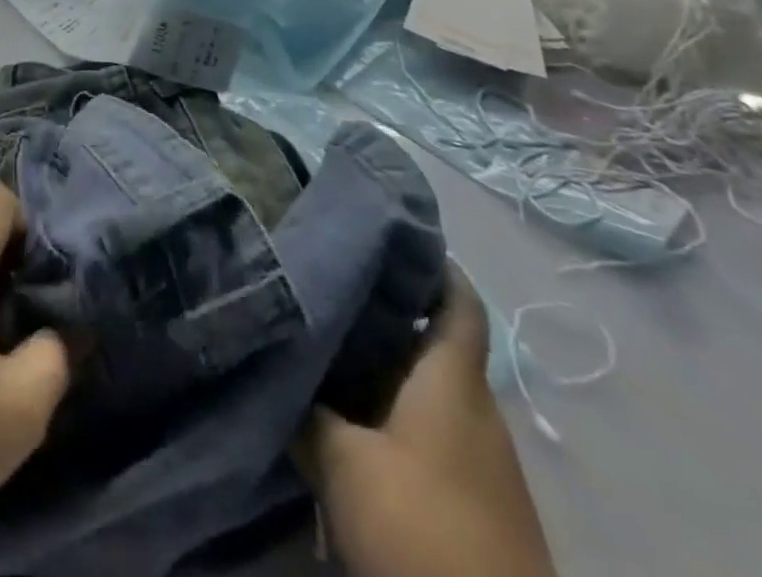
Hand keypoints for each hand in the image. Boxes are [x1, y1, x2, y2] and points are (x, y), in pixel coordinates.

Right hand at [301, 269, 555, 576]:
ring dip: (383, 368)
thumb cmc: (421, 527)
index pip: (458, 300)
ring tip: (326, 346)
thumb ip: (311, 414)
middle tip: (327, 286)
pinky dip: (391, 413)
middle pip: (433, 341)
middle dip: (384, 313)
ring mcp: (477, 458)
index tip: (389, 234)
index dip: (434, 263)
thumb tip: (284, 377)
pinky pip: (429, 432)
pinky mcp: (472, 500)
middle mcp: (473, 409)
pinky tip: (348, 421)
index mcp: (453, 382)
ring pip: (427, 389)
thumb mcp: (345, 464)